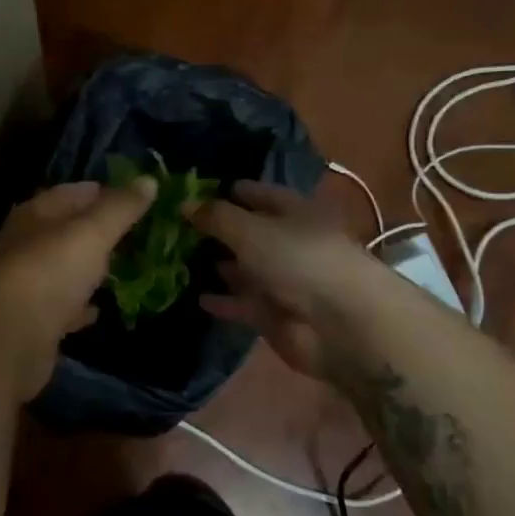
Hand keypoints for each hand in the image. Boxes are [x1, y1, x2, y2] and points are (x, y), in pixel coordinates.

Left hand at [0, 179, 155, 399]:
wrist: (7, 340)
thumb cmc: (49, 273)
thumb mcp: (91, 233)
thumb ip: (120, 208)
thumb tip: (149, 180)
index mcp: (33, 216)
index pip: (69, 193)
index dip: (100, 191)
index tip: (131, 196)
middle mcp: (23, 247)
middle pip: (62, 231)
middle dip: (94, 231)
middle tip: (131, 234)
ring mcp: (24, 286)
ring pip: (61, 269)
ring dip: (85, 268)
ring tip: (119, 268)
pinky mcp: (30, 323)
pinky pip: (60, 308)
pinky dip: (78, 306)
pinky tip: (96, 310)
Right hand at [189, 180, 372, 378]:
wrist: (340, 324)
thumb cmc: (299, 260)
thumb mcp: (251, 230)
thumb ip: (216, 217)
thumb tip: (184, 203)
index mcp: (293, 212)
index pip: (257, 194)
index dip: (227, 191)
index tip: (190, 192)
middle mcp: (289, 243)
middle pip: (249, 233)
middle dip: (217, 231)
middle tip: (174, 228)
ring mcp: (283, 281)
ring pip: (244, 269)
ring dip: (218, 266)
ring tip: (177, 261)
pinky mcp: (275, 315)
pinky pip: (242, 303)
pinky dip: (223, 301)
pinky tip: (195, 296)